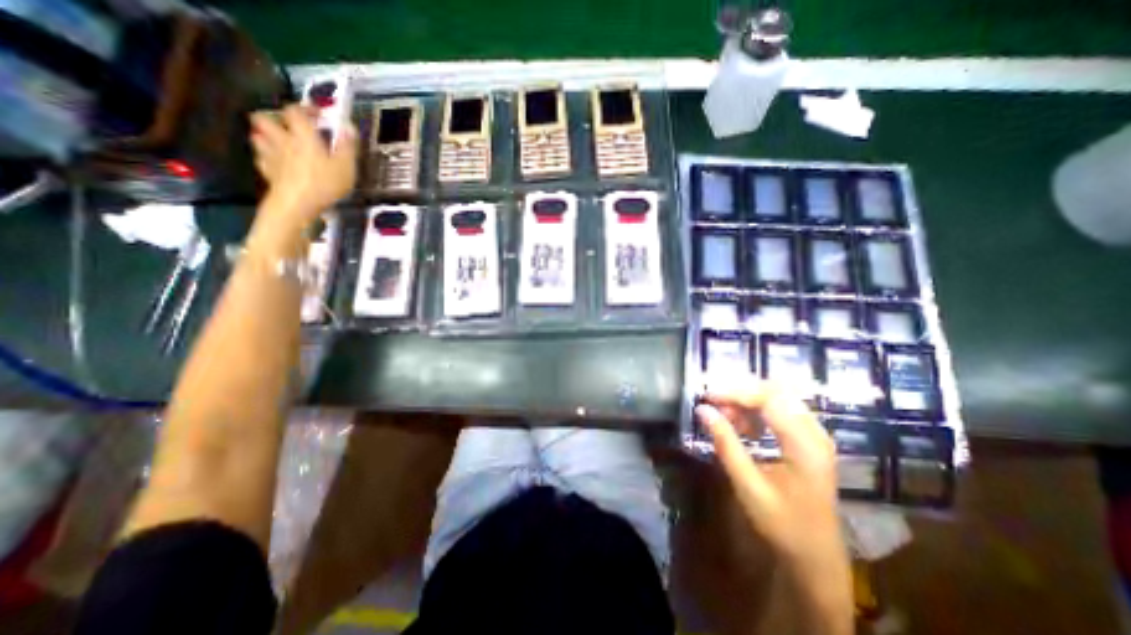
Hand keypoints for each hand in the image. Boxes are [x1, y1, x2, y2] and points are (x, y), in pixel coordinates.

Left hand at [251, 103, 357, 234]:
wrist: (297, 204)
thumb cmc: (325, 183)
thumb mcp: (346, 166)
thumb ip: (347, 145)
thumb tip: (348, 124)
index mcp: (302, 135)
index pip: (295, 111)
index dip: (304, 108)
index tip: (316, 113)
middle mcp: (282, 140)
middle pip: (264, 118)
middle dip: (274, 118)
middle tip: (290, 127)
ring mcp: (271, 156)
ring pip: (257, 136)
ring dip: (266, 136)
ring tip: (280, 143)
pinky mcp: (267, 172)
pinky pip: (261, 158)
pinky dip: (267, 157)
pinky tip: (277, 163)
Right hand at [699, 384, 846, 631]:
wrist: (817, 558)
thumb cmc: (782, 524)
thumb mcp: (748, 485)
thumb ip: (725, 443)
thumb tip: (702, 410)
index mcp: (805, 445)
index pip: (769, 399)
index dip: (735, 392)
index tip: (707, 396)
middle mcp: (815, 433)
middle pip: (776, 391)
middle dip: (740, 392)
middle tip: (714, 403)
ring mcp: (815, 435)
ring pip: (778, 398)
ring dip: (748, 400)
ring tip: (724, 414)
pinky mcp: (809, 440)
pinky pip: (781, 410)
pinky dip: (757, 411)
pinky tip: (741, 424)